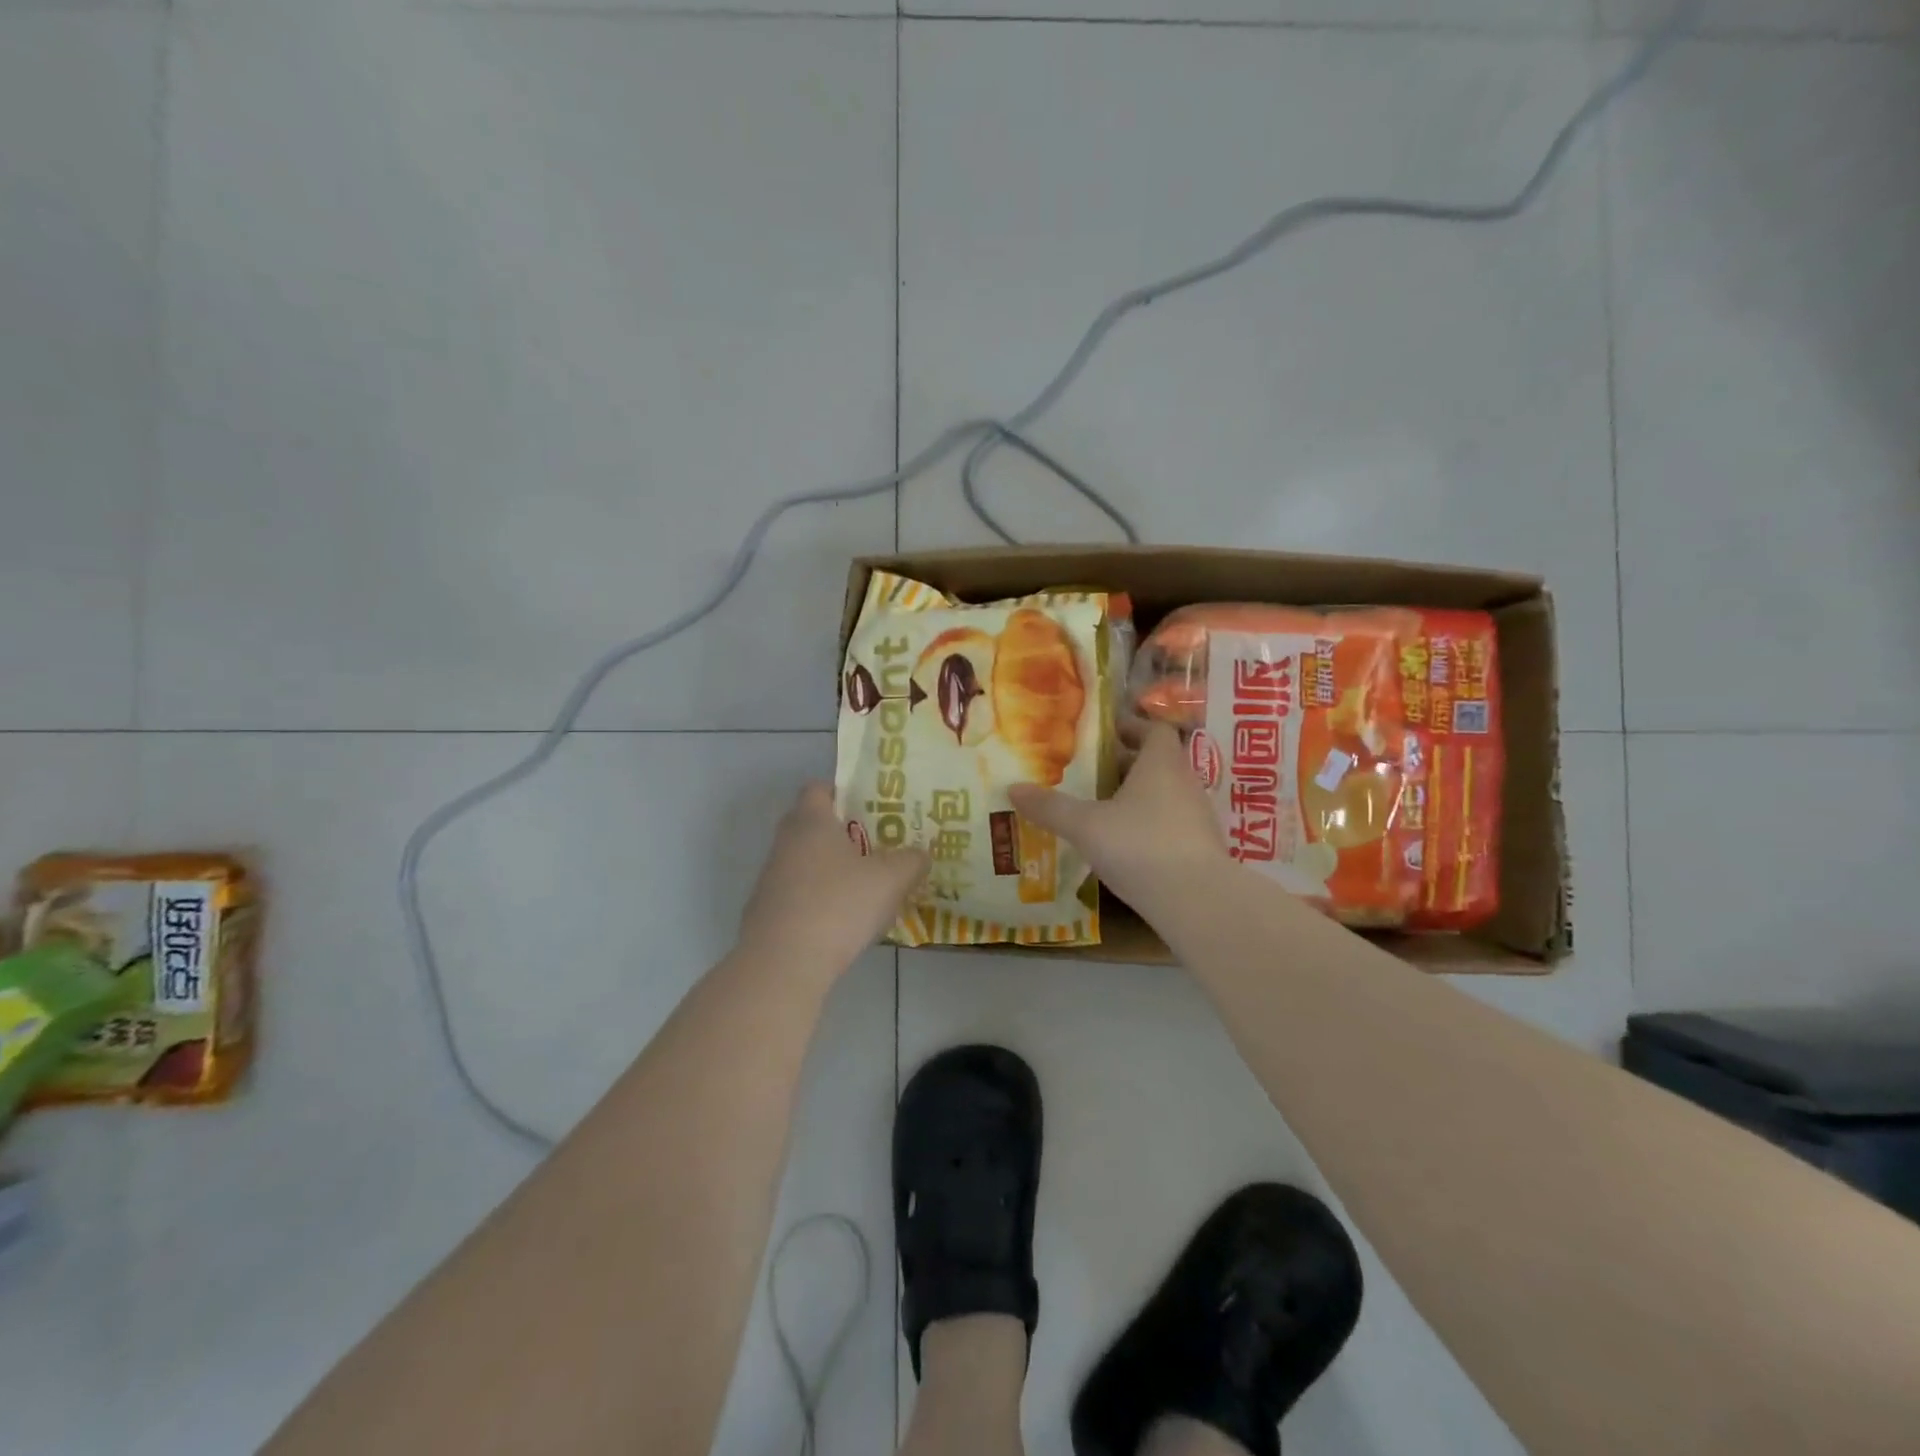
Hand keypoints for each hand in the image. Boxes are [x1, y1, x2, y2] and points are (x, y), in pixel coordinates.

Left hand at [739, 783, 929, 973]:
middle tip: (879, 846)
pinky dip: (819, 900)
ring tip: (867, 887)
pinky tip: (844, 922)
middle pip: (812, 825)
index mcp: (811, 821)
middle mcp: (785, 842)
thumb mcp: (891, 879)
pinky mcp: (767, 912)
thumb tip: (920, 855)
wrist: (783, 964)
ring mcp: (771, 878)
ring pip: (806, 862)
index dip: (844, 792)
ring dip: (832, 870)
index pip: (818, 788)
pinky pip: (799, 894)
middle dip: (844, 834)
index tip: (871, 808)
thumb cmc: (839, 905)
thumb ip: (911, 861)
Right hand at [1009, 723, 1228, 911]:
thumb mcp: (1085, 825)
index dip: (1130, 727)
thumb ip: (1050, 807)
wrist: (1197, 901)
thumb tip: (1012, 788)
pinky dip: (1147, 824)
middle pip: (1156, 761)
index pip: (1153, 729)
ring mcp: (1197, 816)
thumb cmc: (1139, 846)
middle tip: (1088, 773)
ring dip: (1135, 796)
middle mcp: (1185, 782)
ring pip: (1163, 793)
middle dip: (1123, 764)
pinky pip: (1170, 823)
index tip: (1103, 735)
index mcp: (1161, 763)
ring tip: (1099, 808)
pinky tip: (1122, 844)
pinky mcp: (1200, 848)